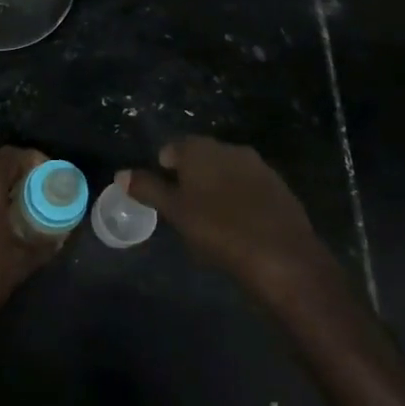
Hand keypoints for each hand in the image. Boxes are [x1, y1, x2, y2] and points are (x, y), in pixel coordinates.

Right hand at [125, 137, 342, 308]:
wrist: (284, 257)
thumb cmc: (220, 231)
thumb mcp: (176, 212)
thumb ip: (148, 189)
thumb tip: (120, 173)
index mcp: (202, 149)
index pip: (174, 147)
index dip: (165, 167)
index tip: (164, 193)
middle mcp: (231, 149)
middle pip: (202, 157)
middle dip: (192, 176)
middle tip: (184, 207)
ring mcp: (260, 167)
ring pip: (228, 172)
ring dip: (218, 187)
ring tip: (212, 218)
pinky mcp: (281, 189)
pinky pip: (251, 188)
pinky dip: (241, 200)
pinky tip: (240, 225)